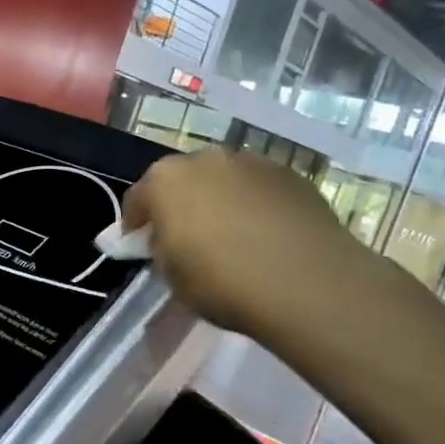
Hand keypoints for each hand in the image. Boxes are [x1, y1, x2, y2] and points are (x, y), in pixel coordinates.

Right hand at [121, 146, 365, 335]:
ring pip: (222, 180)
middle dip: (178, 205)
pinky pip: (258, 188)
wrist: (308, 284)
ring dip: (218, 200)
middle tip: (186, 239)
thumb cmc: (222, 282)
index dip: (136, 226)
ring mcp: (252, 162)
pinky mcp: (291, 175)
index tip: (142, 248)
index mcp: (165, 180)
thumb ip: (160, 248)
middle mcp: (205, 159)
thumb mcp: (171, 275)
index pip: (137, 199)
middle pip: (181, 181)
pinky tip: (264, 236)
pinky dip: (253, 205)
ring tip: (231, 237)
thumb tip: (163, 238)